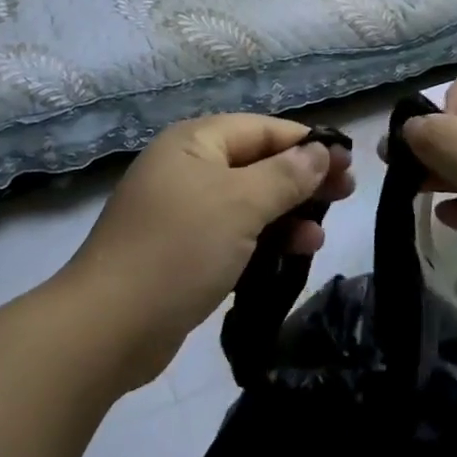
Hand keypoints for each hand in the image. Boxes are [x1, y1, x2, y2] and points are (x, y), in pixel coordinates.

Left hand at [62, 115, 354, 388]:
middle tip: (346, 193)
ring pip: (248, 201)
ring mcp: (182, 211)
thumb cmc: (179, 249)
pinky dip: (263, 239)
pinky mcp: (182, 251)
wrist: (108, 327)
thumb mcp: (241, 204)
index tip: (348, 161)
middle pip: (257, 163)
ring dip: (286, 213)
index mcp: (195, 142)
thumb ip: (285, 174)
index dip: (307, 143)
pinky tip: (294, 253)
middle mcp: (188, 168)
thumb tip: (320, 150)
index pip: (263, 129)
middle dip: (301, 178)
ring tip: (321, 233)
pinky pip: (233, 233)